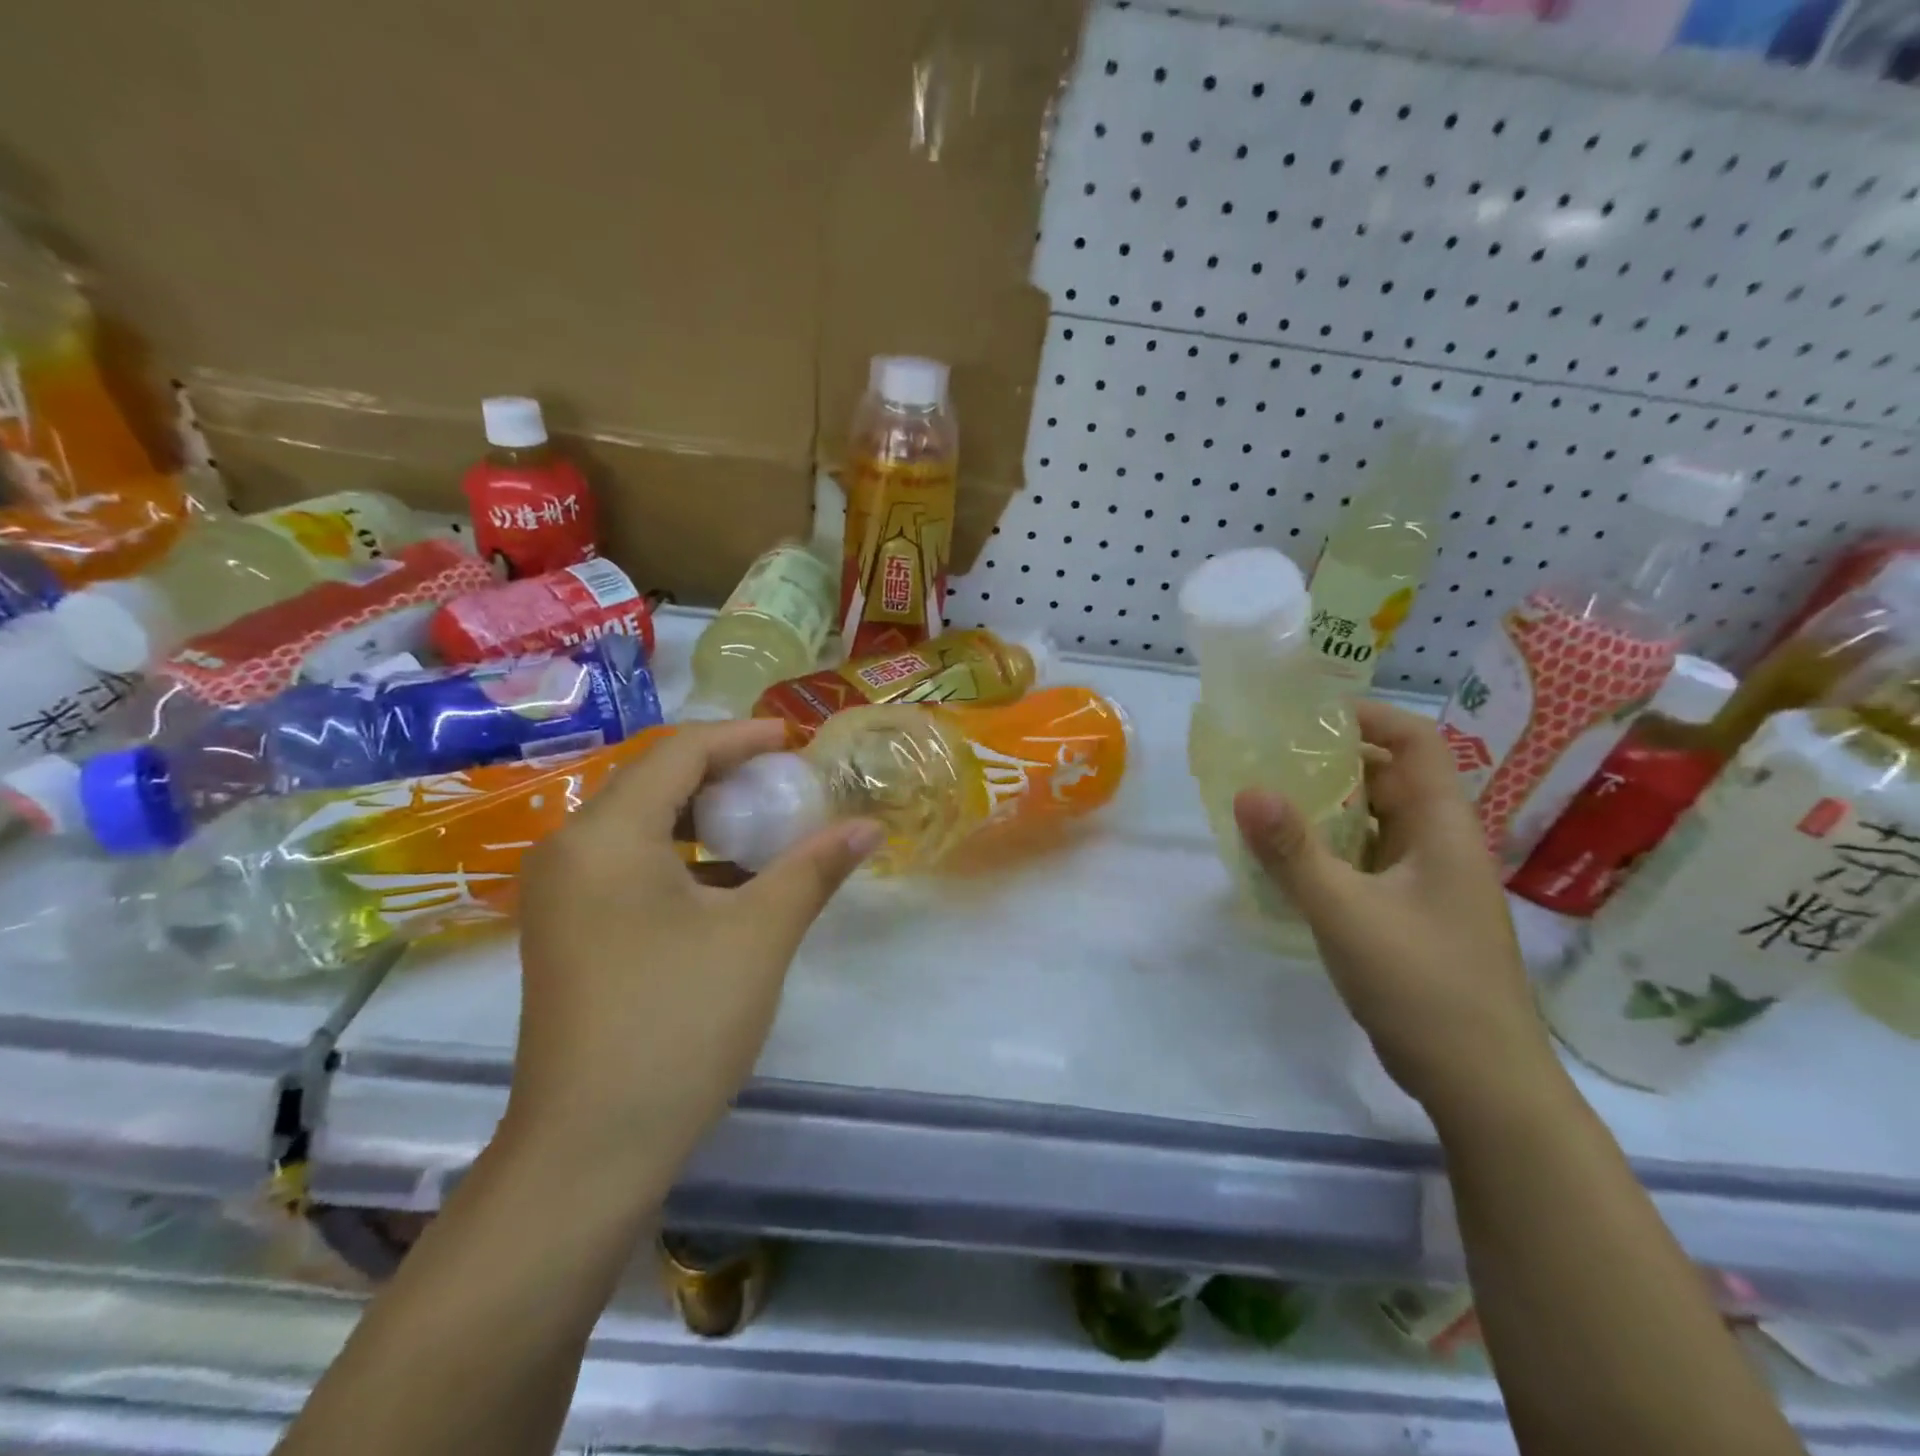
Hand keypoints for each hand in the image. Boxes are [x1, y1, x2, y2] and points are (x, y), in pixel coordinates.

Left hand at [503, 719, 882, 1188]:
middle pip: (654, 783)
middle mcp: (569, 852)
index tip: (794, 740)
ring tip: (765, 821)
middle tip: (785, 779)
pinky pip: (629, 866)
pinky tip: (729, 879)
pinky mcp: (569, 933)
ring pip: (640, 826)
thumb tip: (868, 826)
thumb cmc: (676, 1025)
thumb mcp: (758, 936)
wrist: (590, 1153)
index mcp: (604, 837)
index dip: (741, 737)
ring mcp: (561, 897)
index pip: (677, 753)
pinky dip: (682, 856)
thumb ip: (813, 868)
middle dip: (724, 772)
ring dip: (704, 815)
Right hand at [1233, 702, 1558, 1118]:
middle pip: (1391, 780)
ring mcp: (1430, 884)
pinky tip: (1289, 865)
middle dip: (1333, 763)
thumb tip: (1247, 790)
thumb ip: (1293, 852)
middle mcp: (1442, 846)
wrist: (1482, 1083)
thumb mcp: (1346, 913)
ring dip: (1329, 811)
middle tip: (1269, 760)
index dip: (1368, 717)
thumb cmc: (1422, 985)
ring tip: (1268, 805)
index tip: (1307, 716)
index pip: (1415, 743)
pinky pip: (1369, 863)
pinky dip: (1332, 852)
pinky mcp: (1414, 916)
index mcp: (1443, 829)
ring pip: (1377, 825)